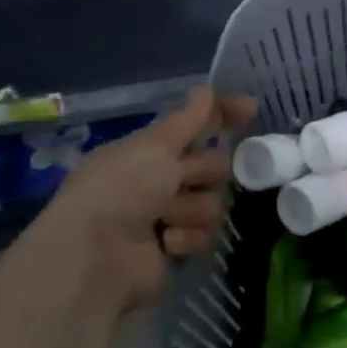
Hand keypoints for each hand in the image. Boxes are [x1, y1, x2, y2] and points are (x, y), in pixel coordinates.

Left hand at [24, 86, 256, 311]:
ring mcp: (166, 217)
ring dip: (191, 209)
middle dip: (203, 172)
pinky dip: (185, 237)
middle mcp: (157, 182)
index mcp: (146, 152)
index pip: (194, 126)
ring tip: (163, 219)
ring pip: (212, 202)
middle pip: (212, 166)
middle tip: (181, 179)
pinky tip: (163, 243)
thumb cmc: (120, 190)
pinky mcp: (175, 249)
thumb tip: (206, 89)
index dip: (222, 116)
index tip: (251, 108)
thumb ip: (189, 119)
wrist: (95, 258)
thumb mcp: (154, 146)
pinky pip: (204, 234)